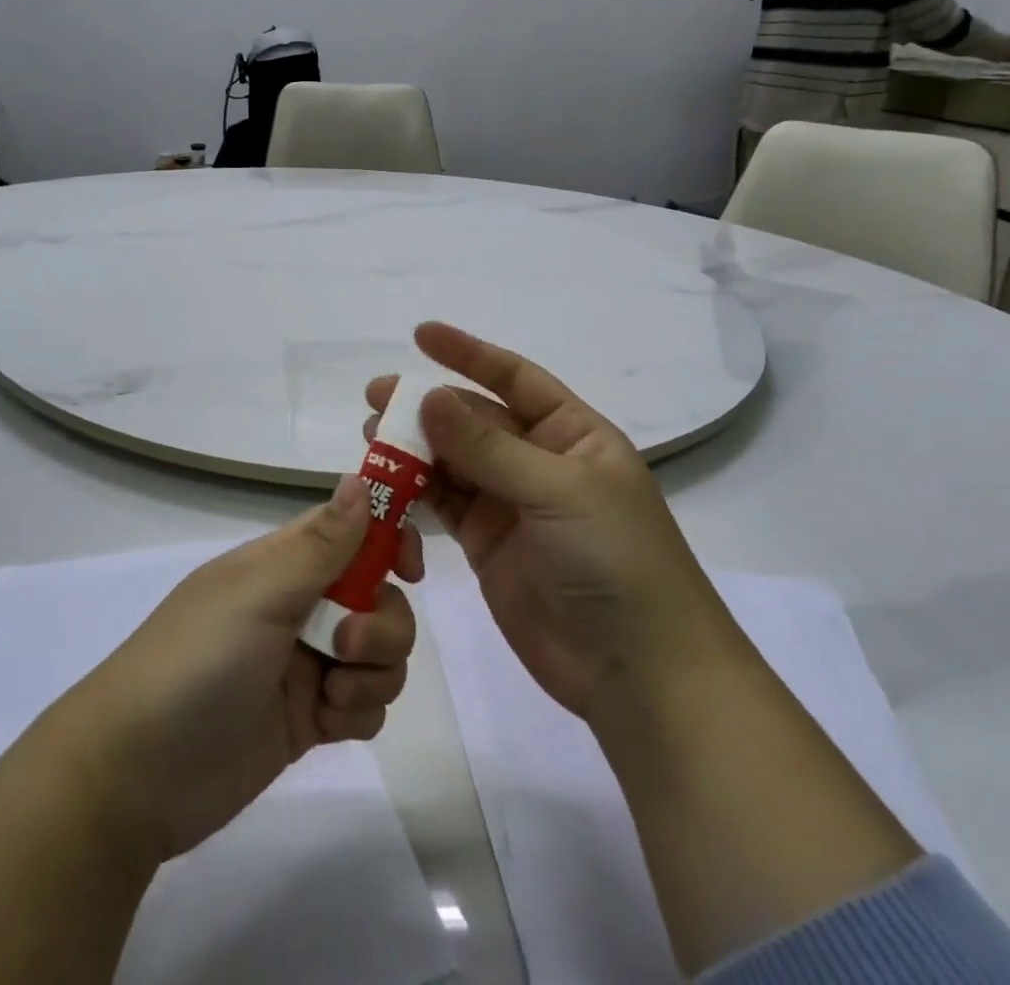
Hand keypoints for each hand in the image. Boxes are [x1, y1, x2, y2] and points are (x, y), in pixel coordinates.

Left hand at [56, 478, 421, 861]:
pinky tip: (326, 725)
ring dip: (374, 672)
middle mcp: (301, 604)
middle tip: (346, 644)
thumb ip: (321, 543)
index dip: (389, 540)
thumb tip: (361, 476)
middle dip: (383, 623)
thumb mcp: (260, 593)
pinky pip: (367, 702)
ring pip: (381, 652)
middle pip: (380, 596)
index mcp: (284, 562)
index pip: (353, 530)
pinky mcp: (311, 718)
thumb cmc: (198, 660)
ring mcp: (307, 662)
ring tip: (331, 695)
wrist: (138, 774)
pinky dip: (358, 712)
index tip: (409, 568)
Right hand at [367, 323, 736, 723]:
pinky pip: (443, 504)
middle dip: (427, 406)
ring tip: (371, 439)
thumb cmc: (615, 562)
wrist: (638, 674)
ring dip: (413, 447)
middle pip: (474, 420)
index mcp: (572, 434)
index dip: (469, 353)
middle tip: (375, 399)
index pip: (515, 378)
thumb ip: (488, 448)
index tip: (420, 335)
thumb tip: (429, 397)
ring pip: (452, 461)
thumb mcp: (557, 491)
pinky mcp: (486, 544)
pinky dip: (414, 491)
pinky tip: (385, 483)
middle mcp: (539, 461)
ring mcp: (511, 503)